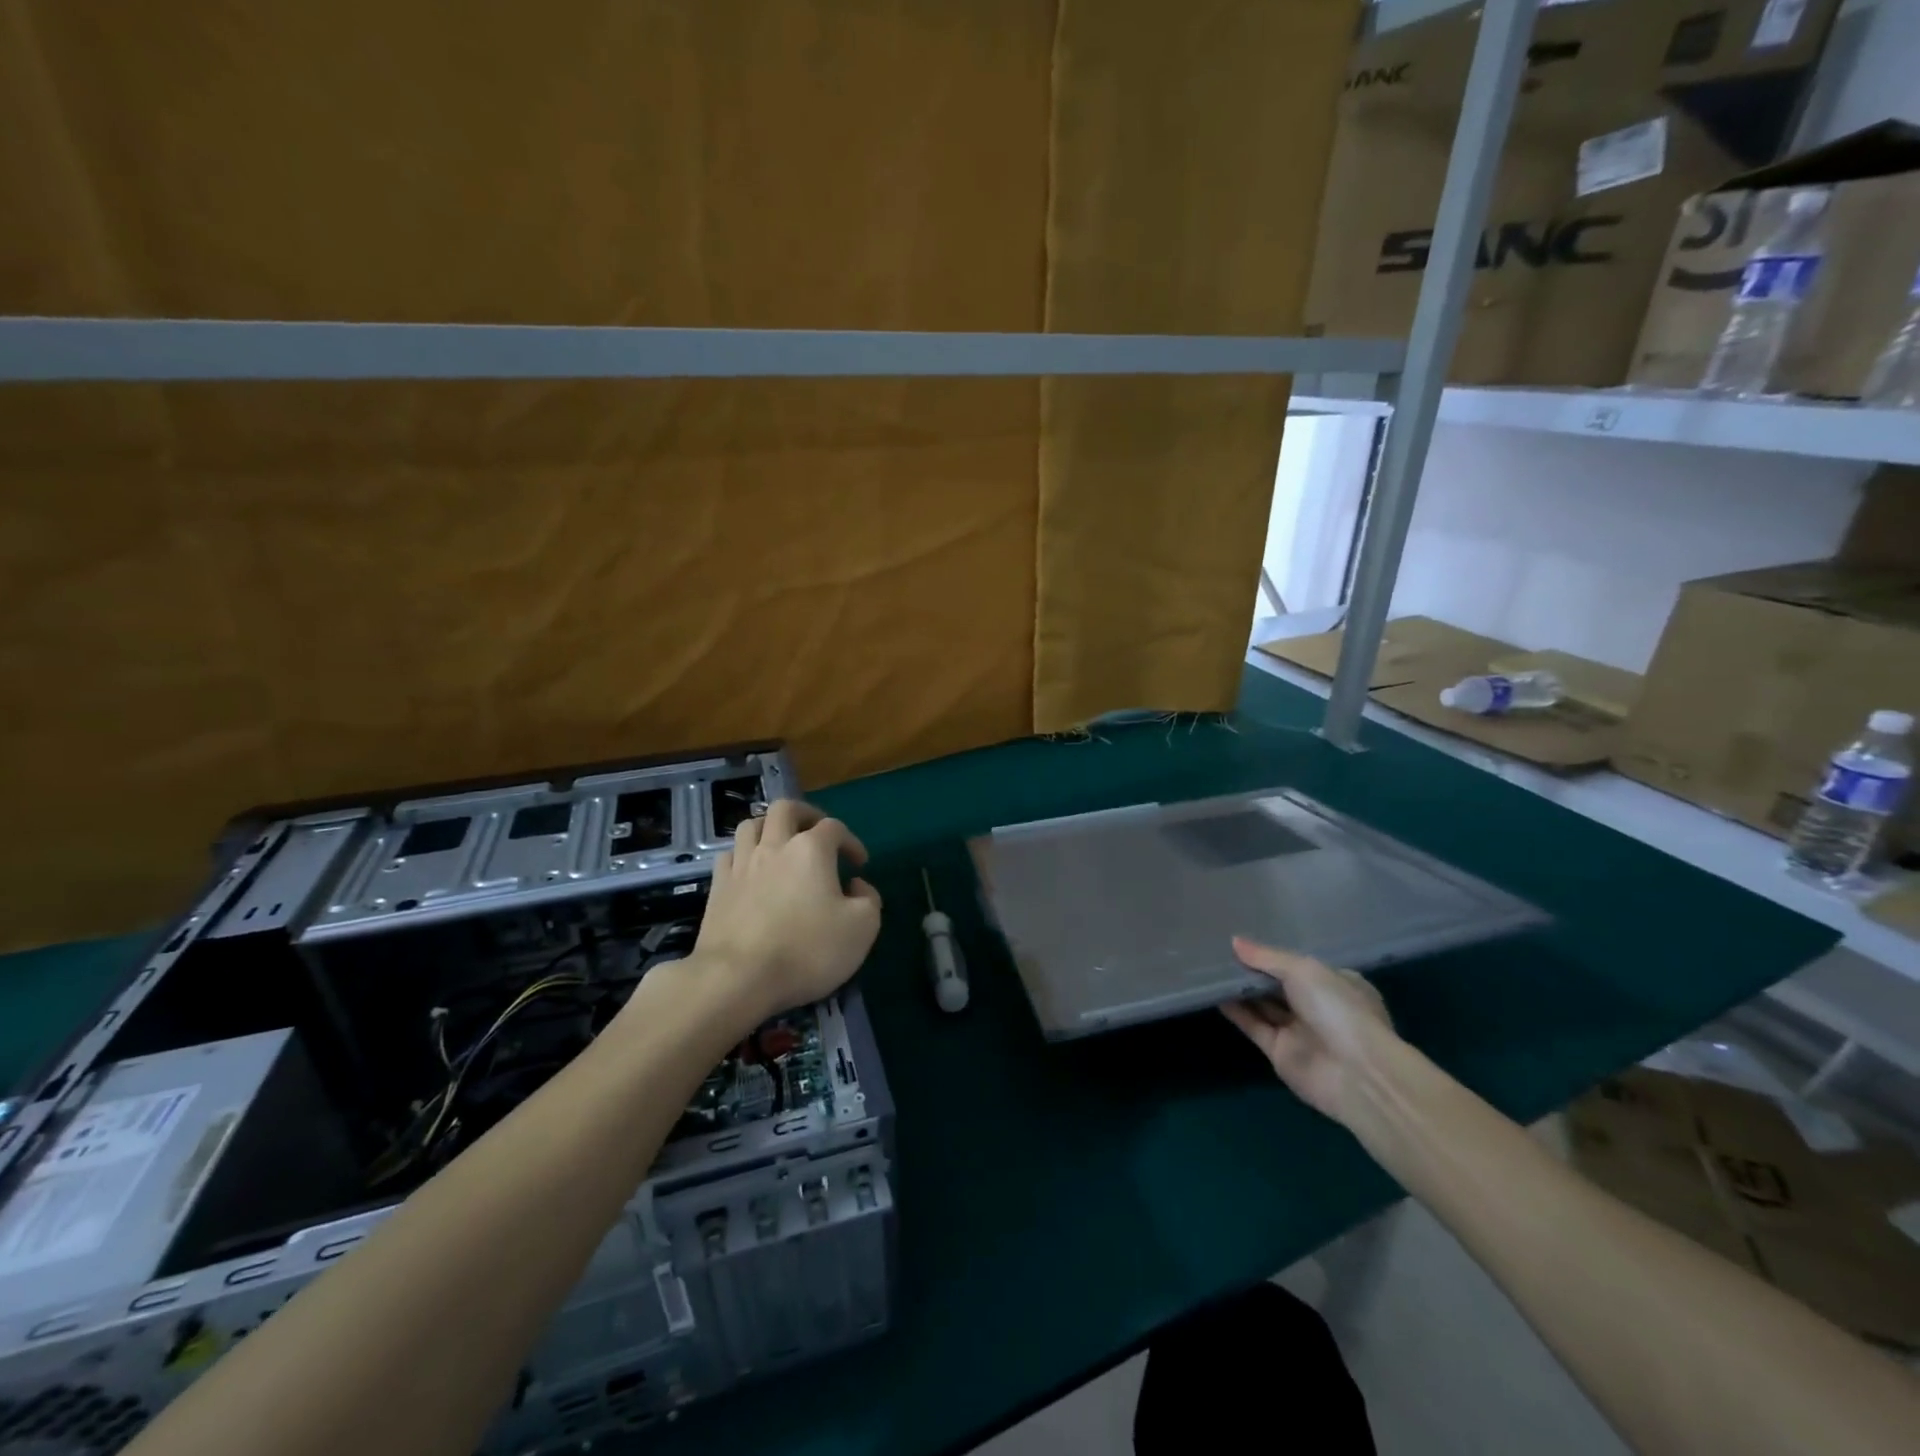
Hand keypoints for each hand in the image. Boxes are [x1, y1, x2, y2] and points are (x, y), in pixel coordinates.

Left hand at [690, 799, 881, 1026]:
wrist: (738, 978)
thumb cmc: (807, 950)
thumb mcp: (861, 928)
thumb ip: (869, 899)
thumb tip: (857, 886)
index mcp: (811, 849)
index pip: (834, 827)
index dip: (851, 841)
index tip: (859, 864)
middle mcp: (774, 846)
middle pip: (786, 809)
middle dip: (805, 815)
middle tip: (817, 834)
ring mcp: (741, 865)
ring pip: (751, 825)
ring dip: (770, 828)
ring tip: (781, 846)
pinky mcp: (718, 888)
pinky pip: (729, 855)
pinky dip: (744, 855)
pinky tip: (751, 871)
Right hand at [1220, 938, 1400, 1130]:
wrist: (1356, 1074)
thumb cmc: (1338, 1010)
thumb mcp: (1304, 970)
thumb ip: (1267, 957)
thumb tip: (1234, 942)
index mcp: (1338, 983)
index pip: (1302, 965)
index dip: (1274, 953)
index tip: (1244, 940)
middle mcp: (1320, 1007)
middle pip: (1280, 984)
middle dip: (1254, 970)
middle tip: (1219, 949)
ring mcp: (1300, 1031)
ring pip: (1264, 1005)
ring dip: (1241, 989)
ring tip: (1211, 967)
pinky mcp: (1280, 1053)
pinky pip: (1254, 1026)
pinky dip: (1236, 1011)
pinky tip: (1214, 993)